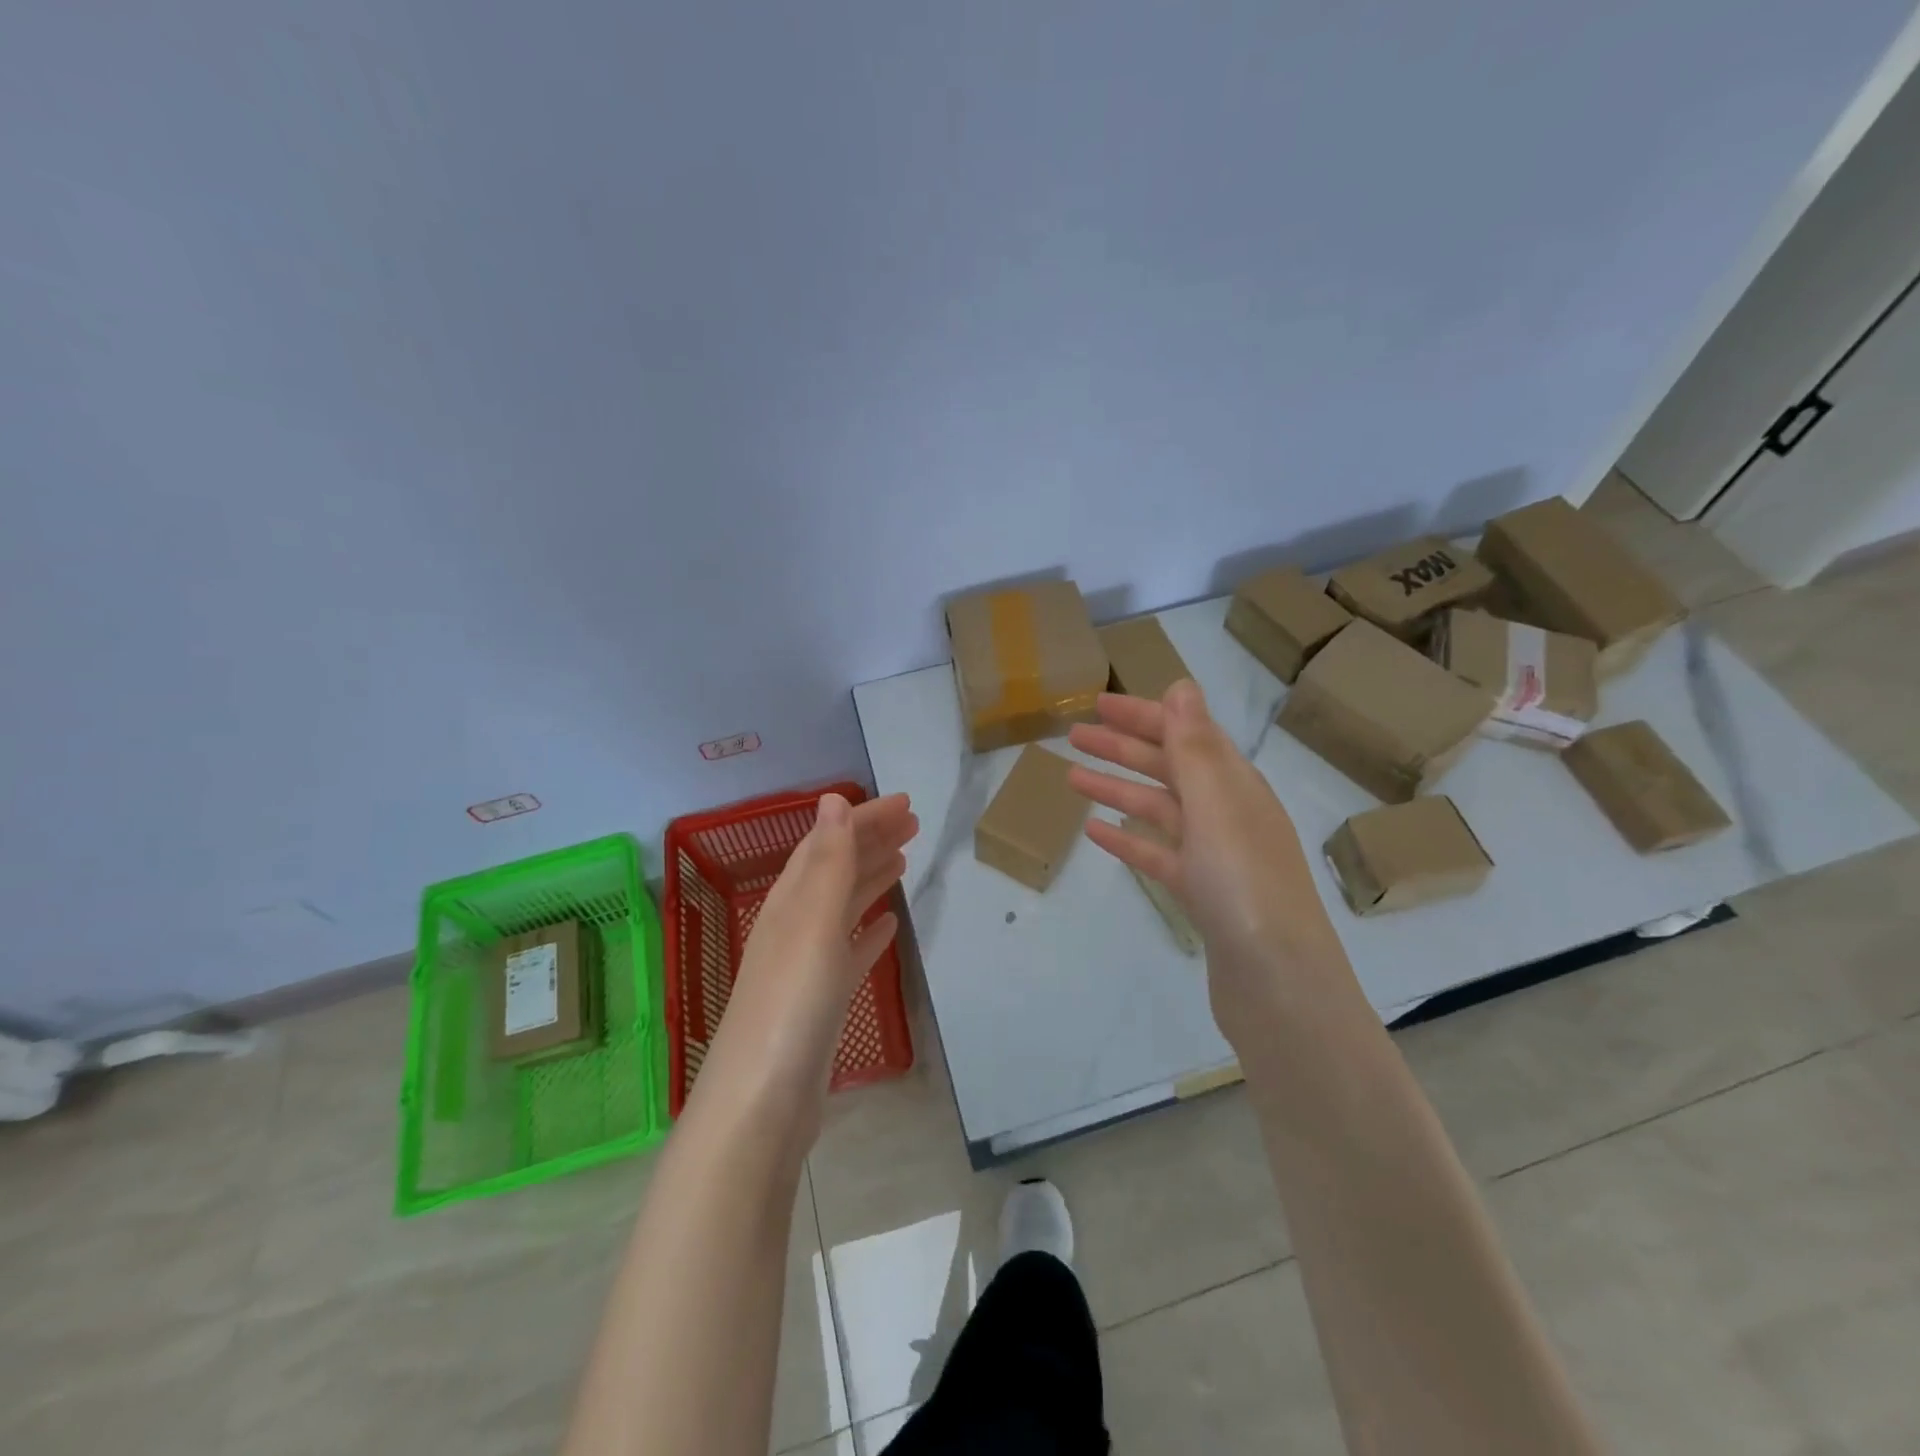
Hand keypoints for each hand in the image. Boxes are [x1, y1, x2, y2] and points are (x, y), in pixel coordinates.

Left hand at [691, 792, 918, 1130]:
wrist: (762, 1104)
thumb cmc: (791, 1004)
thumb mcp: (811, 922)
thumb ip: (827, 862)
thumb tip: (832, 799)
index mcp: (790, 903)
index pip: (828, 844)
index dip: (863, 819)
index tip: (905, 803)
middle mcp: (794, 926)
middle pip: (836, 871)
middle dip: (871, 841)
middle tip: (913, 823)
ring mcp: (806, 967)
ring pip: (843, 908)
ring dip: (871, 879)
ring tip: (904, 861)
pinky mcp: (820, 1003)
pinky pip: (849, 952)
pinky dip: (868, 932)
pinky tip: (888, 929)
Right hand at [1067, 680, 1354, 1050]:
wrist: (1277, 983)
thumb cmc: (1244, 884)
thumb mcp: (1217, 805)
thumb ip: (1194, 747)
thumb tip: (1183, 686)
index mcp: (1236, 786)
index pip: (1185, 735)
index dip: (1143, 715)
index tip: (1097, 702)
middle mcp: (1229, 814)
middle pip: (1169, 769)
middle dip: (1123, 748)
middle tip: (1074, 736)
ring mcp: (1216, 857)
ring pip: (1159, 811)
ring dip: (1118, 790)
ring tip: (1072, 779)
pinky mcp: (1202, 895)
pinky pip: (1158, 855)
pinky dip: (1129, 840)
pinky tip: (1097, 833)